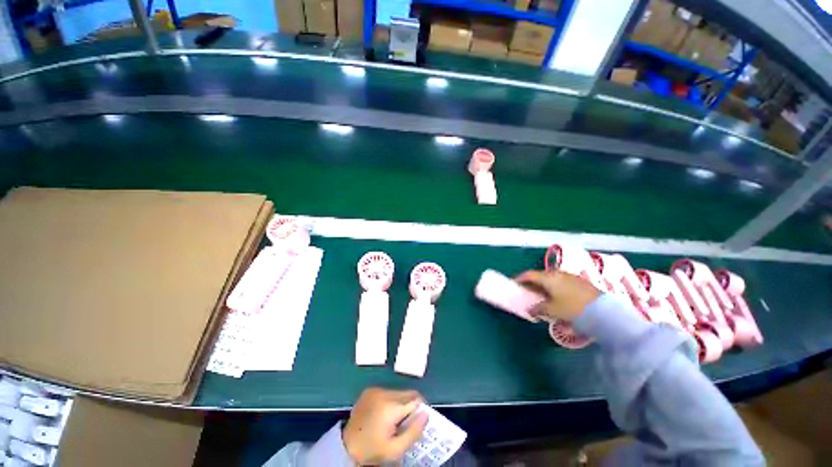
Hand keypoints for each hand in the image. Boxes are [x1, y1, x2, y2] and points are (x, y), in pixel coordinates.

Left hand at [343, 387, 427, 464]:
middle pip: (408, 393)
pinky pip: (387, 392)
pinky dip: (390, 401)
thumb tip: (426, 414)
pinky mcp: (369, 390)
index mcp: (391, 406)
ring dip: (401, 403)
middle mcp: (384, 392)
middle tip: (407, 423)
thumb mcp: (396, 449)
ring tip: (394, 420)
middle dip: (411, 406)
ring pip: (398, 392)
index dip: (421, 409)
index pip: (416, 398)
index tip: (419, 421)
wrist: (346, 447)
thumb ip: (414, 432)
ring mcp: (376, 390)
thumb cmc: (373, 450)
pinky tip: (383, 414)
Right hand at [516, 270, 600, 321]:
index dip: (519, 279)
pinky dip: (553, 287)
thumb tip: (530, 309)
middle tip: (526, 291)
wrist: (604, 311)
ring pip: (551, 279)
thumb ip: (538, 309)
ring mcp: (569, 276)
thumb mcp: (552, 310)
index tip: (514, 284)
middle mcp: (557, 273)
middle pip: (539, 276)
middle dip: (531, 283)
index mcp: (548, 277)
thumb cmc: (572, 308)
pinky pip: (560, 282)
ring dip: (543, 286)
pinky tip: (555, 297)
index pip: (529, 275)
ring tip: (540, 295)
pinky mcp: (579, 282)